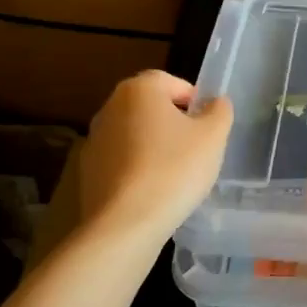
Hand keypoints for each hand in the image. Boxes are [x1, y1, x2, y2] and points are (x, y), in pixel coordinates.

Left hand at [81, 71, 233, 235]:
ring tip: (176, 174)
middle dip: (174, 123)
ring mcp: (94, 139)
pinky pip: (122, 160)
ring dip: (155, 146)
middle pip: (151, 107)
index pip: (172, 82)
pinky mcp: (87, 171)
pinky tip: (153, 191)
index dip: (194, 101)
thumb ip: (219, 111)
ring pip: (135, 134)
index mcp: (139, 90)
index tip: (207, 127)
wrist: (125, 223)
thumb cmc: (175, 169)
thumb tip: (214, 104)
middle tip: (196, 149)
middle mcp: (110, 107)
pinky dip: (138, 168)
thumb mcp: (213, 136)